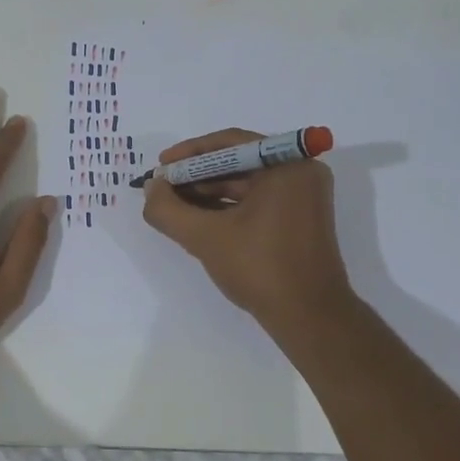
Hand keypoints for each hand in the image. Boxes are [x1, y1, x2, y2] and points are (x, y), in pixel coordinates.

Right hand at [141, 128, 352, 328]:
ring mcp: (303, 197)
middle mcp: (301, 172)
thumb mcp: (205, 237)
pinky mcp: (300, 219)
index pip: (229, 143)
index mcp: (287, 165)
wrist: (309, 317)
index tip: (161, 168)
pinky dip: (228, 208)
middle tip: (162, 189)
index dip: (189, 154)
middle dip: (196, 176)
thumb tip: (151, 188)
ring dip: (209, 193)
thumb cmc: (260, 268)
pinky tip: (199, 220)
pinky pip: (257, 201)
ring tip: (174, 207)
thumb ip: (169, 209)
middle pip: (238, 162)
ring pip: (246, 184)